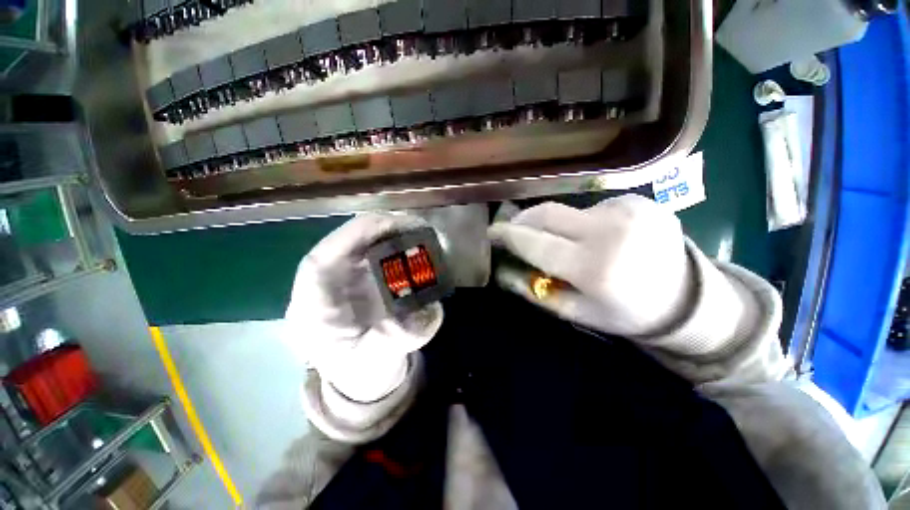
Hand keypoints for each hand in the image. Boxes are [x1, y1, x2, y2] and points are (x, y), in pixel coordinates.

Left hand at [285, 213, 442, 401]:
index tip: (387, 224)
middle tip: (414, 225)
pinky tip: (411, 242)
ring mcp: (340, 283)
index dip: (350, 237)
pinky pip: (371, 254)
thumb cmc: (362, 374)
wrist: (362, 378)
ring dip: (386, 233)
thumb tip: (425, 310)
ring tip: (417, 230)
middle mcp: (322, 289)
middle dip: (376, 229)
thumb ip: (396, 338)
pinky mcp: (357, 280)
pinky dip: (391, 243)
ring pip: (356, 246)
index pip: (319, 262)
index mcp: (312, 312)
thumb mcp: (377, 363)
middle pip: (340, 246)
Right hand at [489, 195, 692, 337]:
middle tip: (513, 228)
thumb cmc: (627, 312)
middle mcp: (610, 231)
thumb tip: (506, 271)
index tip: (492, 232)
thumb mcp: (577, 313)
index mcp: (594, 267)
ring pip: (568, 210)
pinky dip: (581, 220)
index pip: (536, 243)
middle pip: (548, 213)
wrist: (688, 298)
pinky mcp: (639, 201)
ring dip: (555, 224)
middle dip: (524, 219)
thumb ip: (537, 292)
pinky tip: (594, 235)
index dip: (508, 235)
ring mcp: (628, 210)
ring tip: (562, 241)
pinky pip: (592, 207)